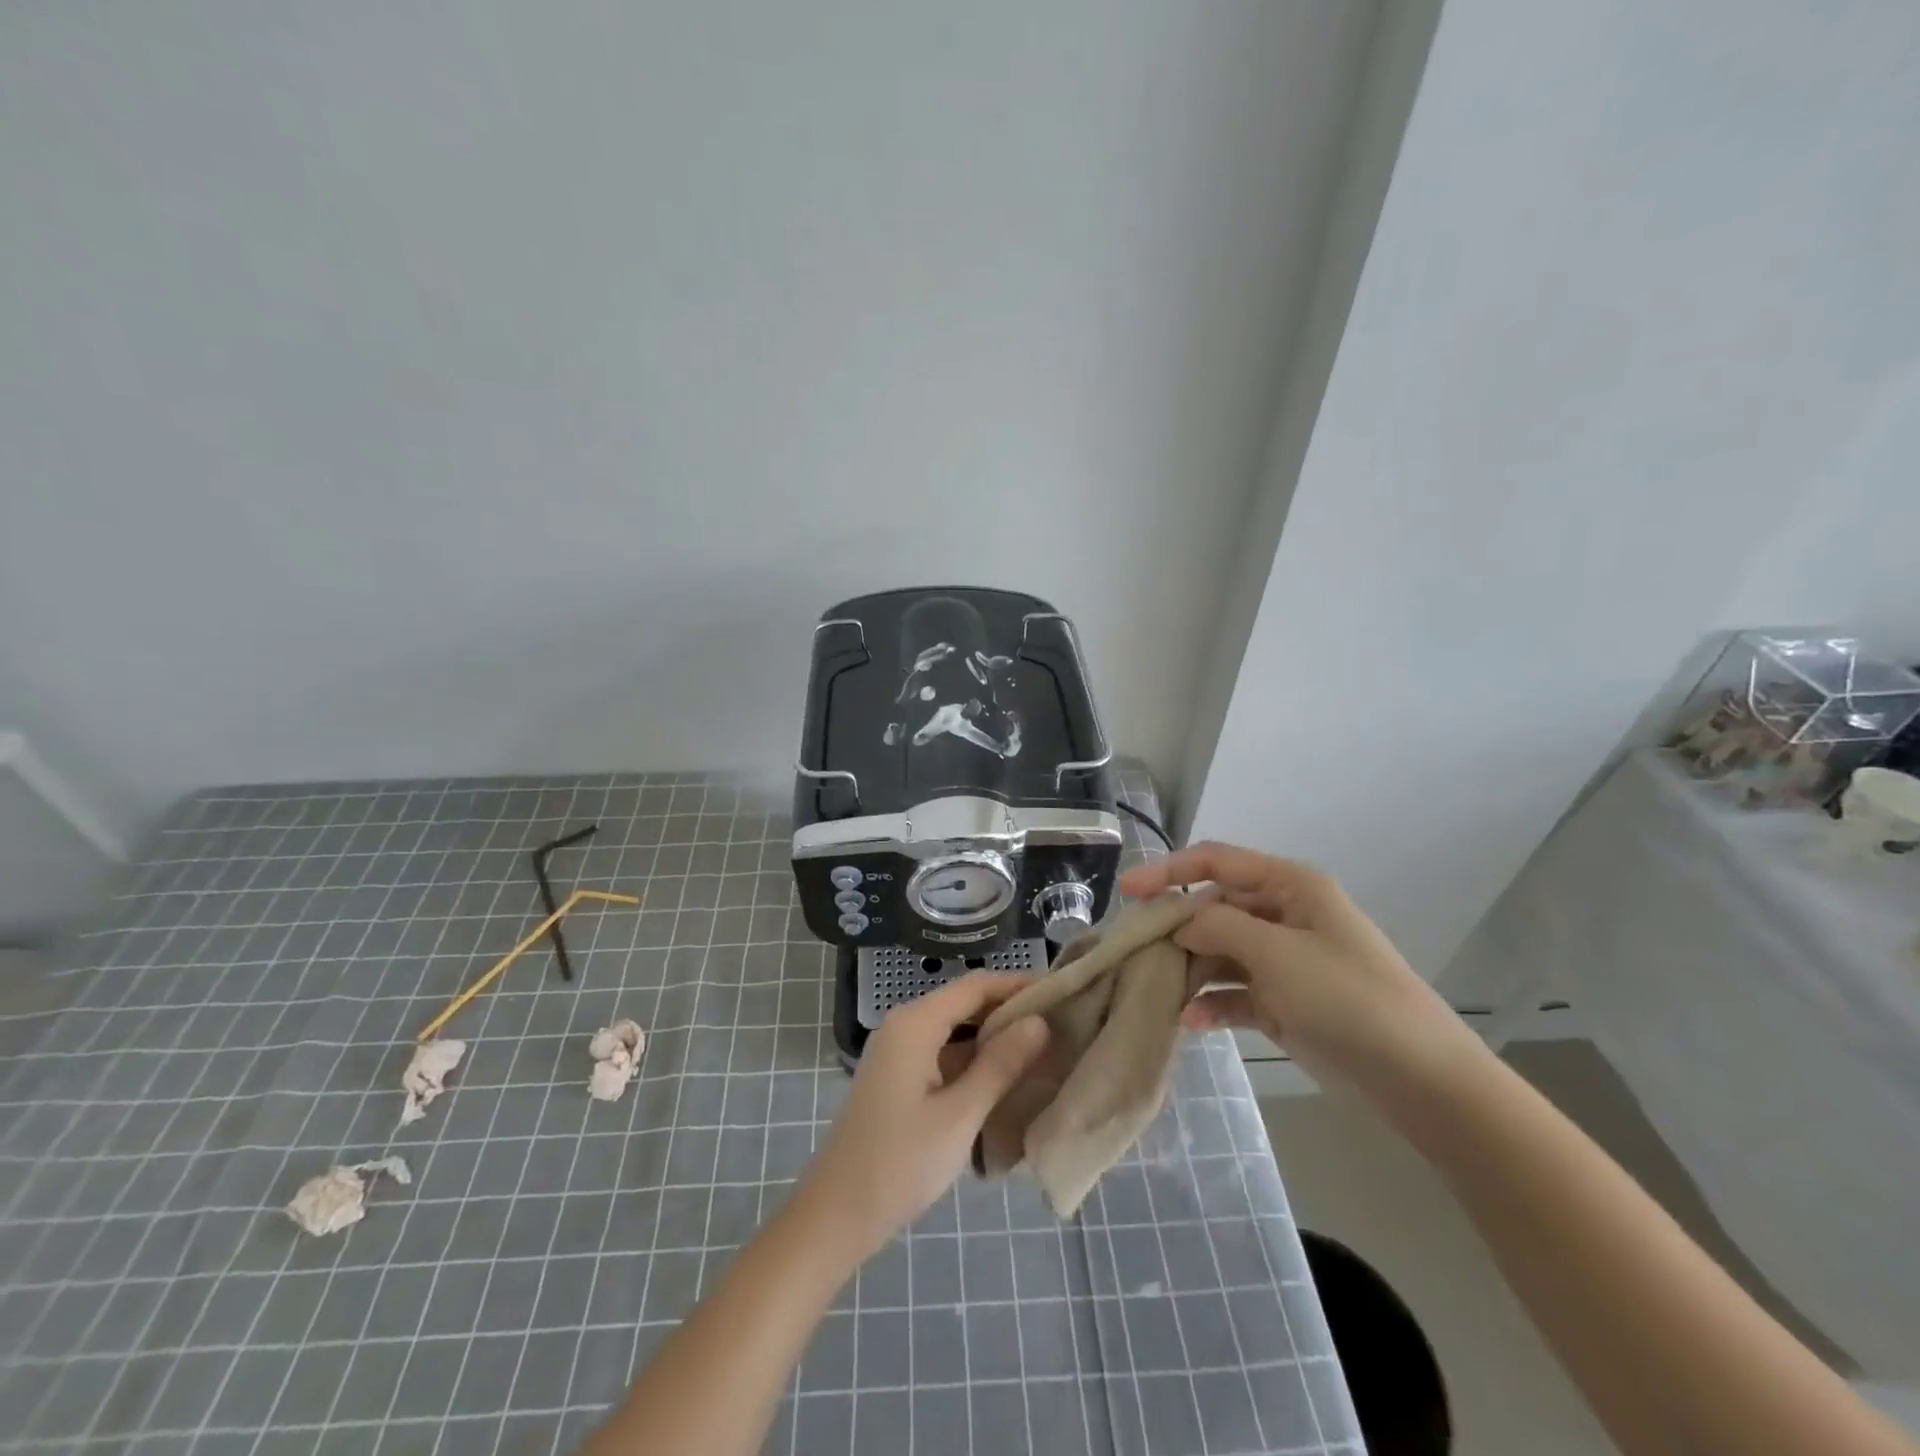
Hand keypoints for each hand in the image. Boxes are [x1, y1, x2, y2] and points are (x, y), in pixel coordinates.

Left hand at [796, 974, 1048, 1260]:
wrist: (836, 1216)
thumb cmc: (899, 1163)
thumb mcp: (959, 1115)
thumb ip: (1000, 1065)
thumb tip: (1040, 1022)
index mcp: (915, 1023)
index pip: (976, 986)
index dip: (1018, 984)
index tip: (1062, 990)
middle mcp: (905, 1026)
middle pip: (965, 1004)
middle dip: (1010, 1011)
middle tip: (1061, 1022)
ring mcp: (899, 1053)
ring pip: (956, 1030)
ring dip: (995, 1037)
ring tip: (1044, 1047)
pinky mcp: (900, 1078)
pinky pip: (944, 1053)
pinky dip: (975, 1059)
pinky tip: (1007, 1077)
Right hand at [1119, 843, 1487, 1101]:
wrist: (1418, 1079)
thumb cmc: (1347, 997)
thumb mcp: (1276, 953)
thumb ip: (1217, 926)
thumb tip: (1178, 922)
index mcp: (1289, 886)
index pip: (1215, 861)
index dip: (1168, 871)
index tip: (1126, 892)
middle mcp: (1283, 915)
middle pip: (1213, 908)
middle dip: (1175, 928)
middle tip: (1135, 952)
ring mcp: (1283, 961)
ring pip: (1219, 952)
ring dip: (1189, 969)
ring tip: (1155, 991)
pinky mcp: (1283, 1002)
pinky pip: (1234, 992)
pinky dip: (1211, 1003)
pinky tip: (1189, 1022)